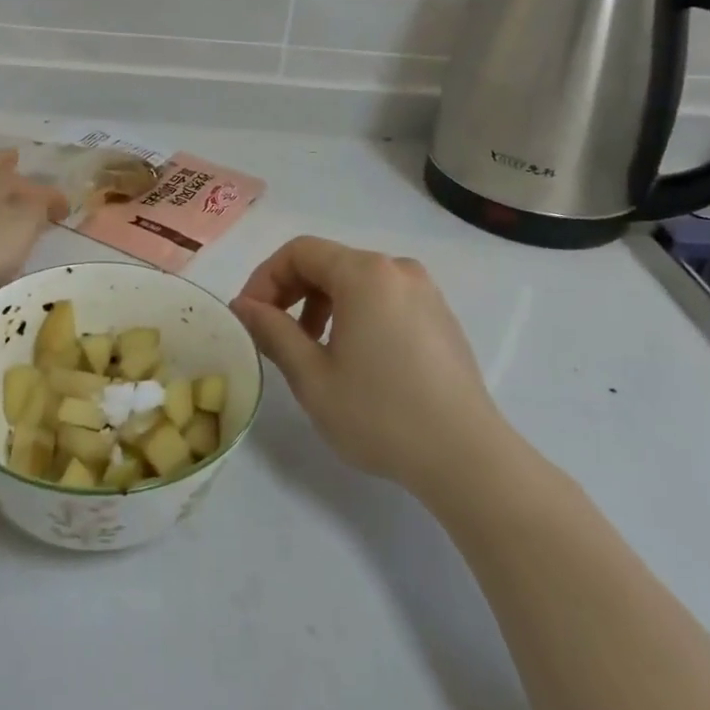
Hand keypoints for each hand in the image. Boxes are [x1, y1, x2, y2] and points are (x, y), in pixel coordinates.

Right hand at [231, 236, 503, 497]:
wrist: (466, 457)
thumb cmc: (380, 414)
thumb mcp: (312, 377)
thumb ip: (273, 331)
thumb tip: (244, 306)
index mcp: (365, 273)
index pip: (299, 252)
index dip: (265, 278)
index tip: (249, 317)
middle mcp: (397, 269)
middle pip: (329, 262)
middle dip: (292, 292)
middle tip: (272, 334)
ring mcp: (425, 292)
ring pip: (357, 281)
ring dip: (322, 305)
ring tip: (311, 350)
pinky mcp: (440, 317)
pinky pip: (385, 299)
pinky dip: (356, 314)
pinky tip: (354, 358)